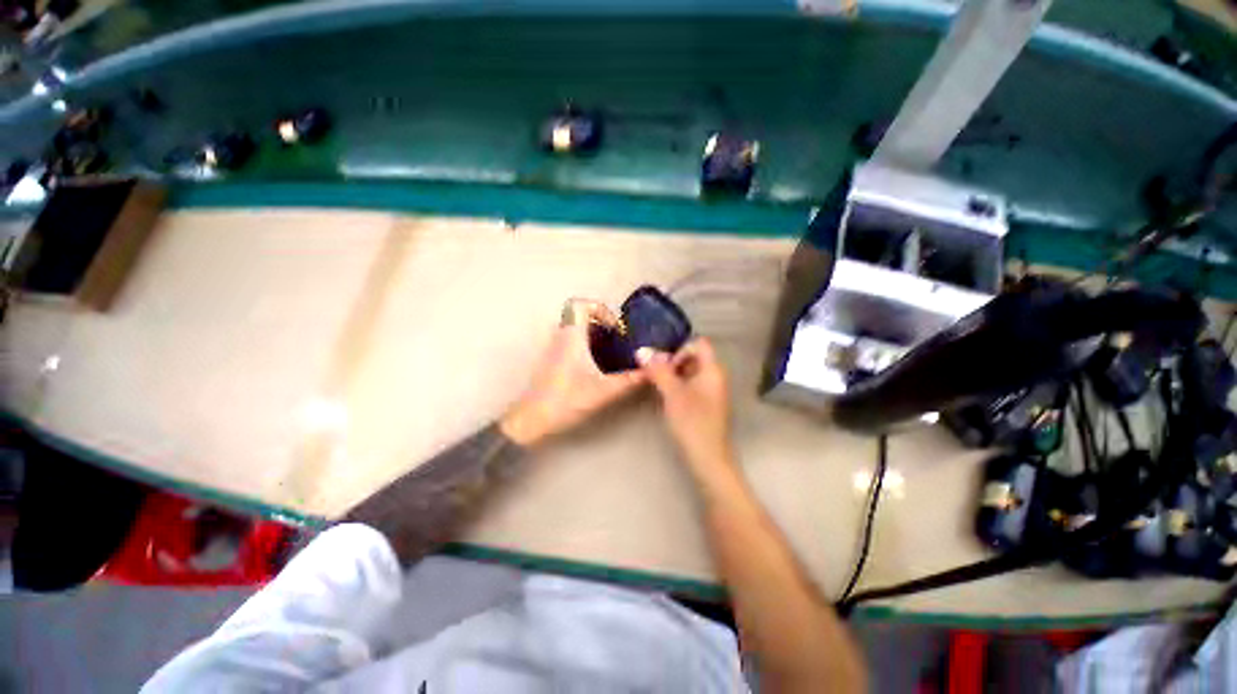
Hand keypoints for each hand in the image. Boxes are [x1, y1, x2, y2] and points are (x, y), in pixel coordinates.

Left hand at [500, 298, 645, 446]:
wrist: (533, 419)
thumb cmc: (567, 399)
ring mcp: (553, 348)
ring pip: (574, 330)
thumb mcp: (604, 390)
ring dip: (593, 335)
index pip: (580, 304)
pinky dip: (584, 346)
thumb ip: (629, 380)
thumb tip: (651, 372)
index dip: (599, 308)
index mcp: (571, 335)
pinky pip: (570, 342)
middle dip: (600, 323)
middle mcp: (560, 336)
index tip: (614, 326)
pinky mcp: (551, 361)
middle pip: (579, 316)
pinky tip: (596, 366)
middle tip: (617, 339)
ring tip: (610, 352)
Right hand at [637, 338, 734, 472]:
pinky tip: (666, 396)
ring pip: (691, 372)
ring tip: (657, 385)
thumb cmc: (692, 422)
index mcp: (713, 369)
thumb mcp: (672, 393)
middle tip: (656, 375)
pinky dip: (678, 386)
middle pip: (694, 357)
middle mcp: (715, 376)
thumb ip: (658, 371)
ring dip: (673, 374)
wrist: (708, 458)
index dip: (680, 348)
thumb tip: (642, 351)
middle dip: (673, 362)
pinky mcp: (706, 403)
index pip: (698, 344)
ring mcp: (712, 391)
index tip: (664, 364)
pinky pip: (692, 385)